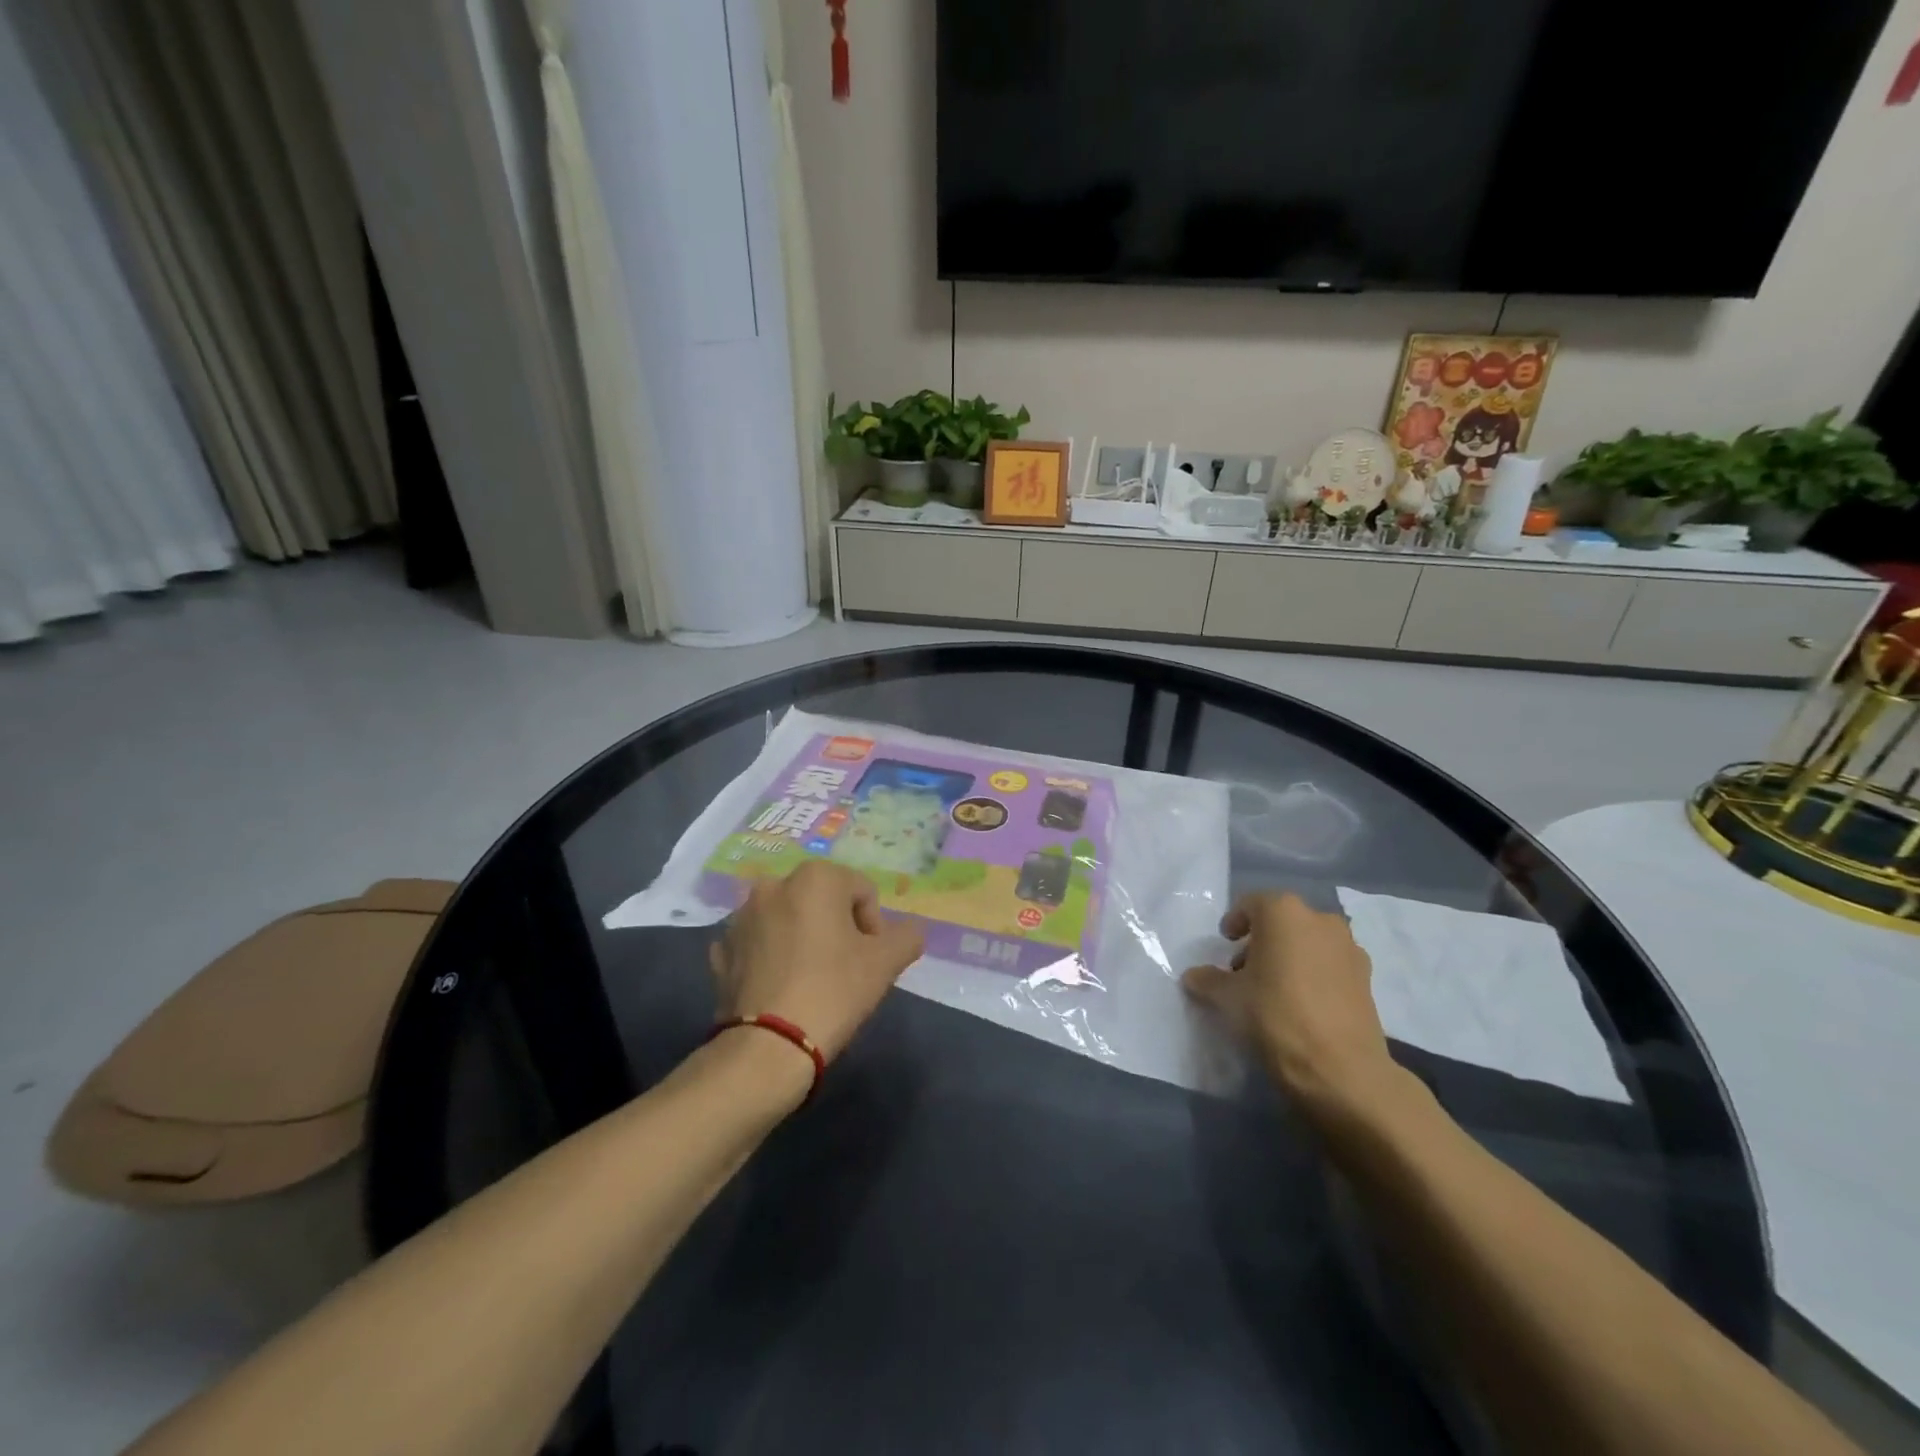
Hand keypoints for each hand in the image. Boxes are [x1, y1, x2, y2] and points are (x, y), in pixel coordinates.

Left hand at [709, 861, 924, 1063]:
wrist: (766, 1048)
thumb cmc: (833, 992)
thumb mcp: (886, 963)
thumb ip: (907, 936)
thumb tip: (909, 932)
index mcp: (815, 878)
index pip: (862, 892)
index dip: (874, 927)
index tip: (871, 961)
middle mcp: (773, 885)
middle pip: (822, 902)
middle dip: (837, 929)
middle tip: (844, 970)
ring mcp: (740, 918)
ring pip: (788, 921)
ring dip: (802, 940)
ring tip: (811, 981)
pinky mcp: (720, 951)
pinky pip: (757, 945)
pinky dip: (771, 958)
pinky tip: (780, 989)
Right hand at [1182, 893, 1401, 1125]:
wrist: (1341, 1070)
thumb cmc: (1275, 1016)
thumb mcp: (1228, 998)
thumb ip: (1208, 980)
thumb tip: (1194, 976)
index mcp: (1283, 912)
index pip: (1252, 904)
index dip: (1235, 922)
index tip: (1225, 943)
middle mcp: (1320, 919)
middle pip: (1283, 922)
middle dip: (1262, 941)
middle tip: (1244, 970)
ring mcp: (1349, 948)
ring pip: (1309, 942)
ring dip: (1290, 957)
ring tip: (1273, 990)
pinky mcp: (1367, 979)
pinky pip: (1330, 966)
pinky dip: (1313, 975)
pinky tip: (1301, 1005)